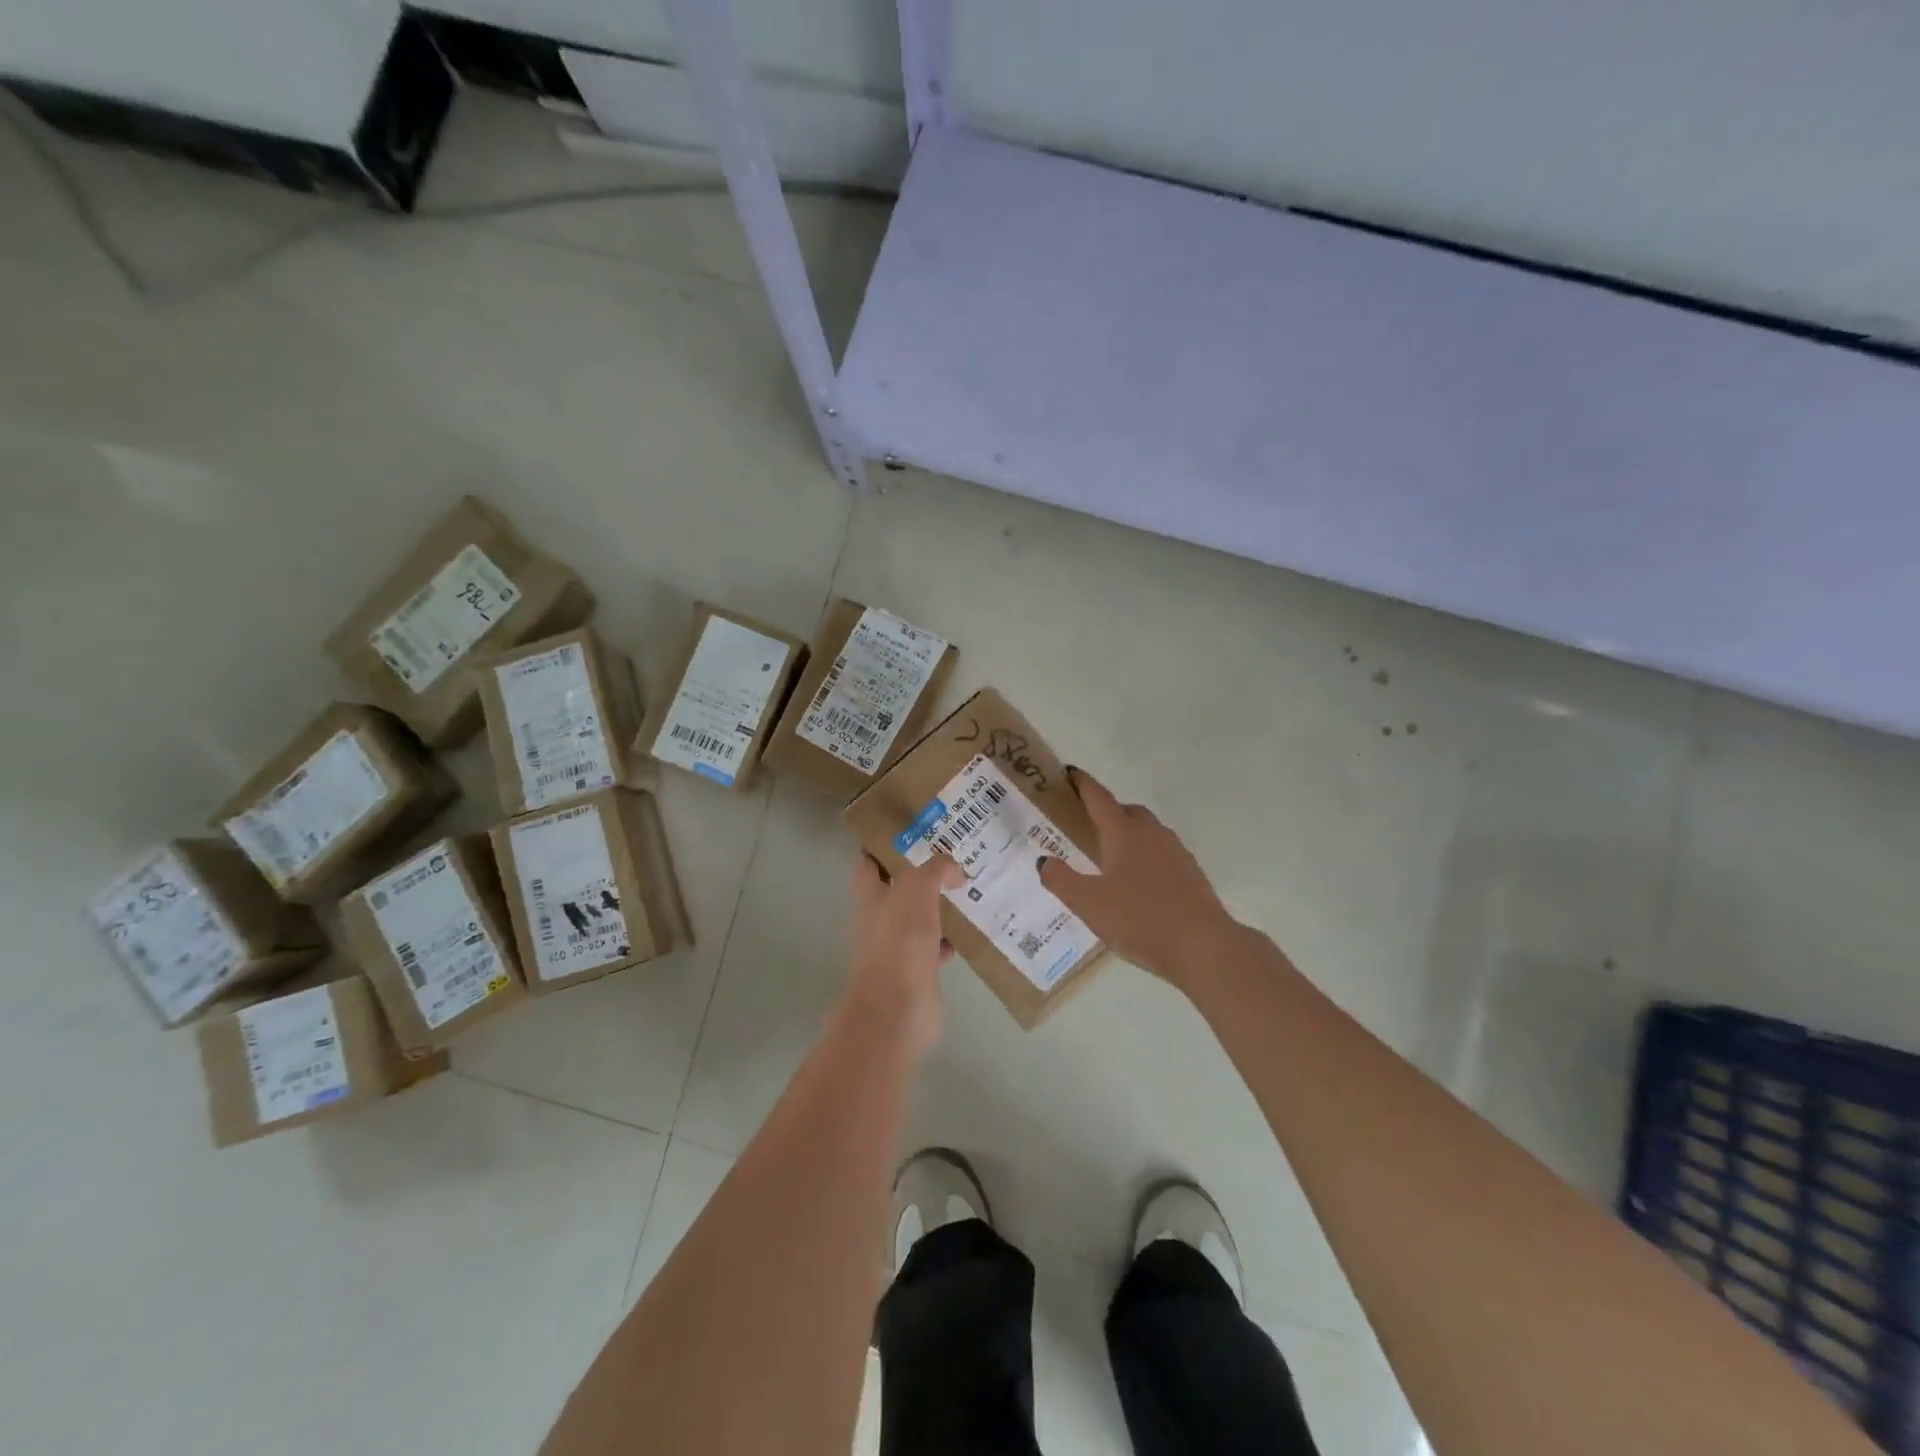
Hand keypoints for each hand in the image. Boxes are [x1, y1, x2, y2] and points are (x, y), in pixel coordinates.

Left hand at [844, 852, 963, 1052]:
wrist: (899, 1007)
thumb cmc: (900, 940)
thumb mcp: (918, 889)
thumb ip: (935, 870)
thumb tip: (953, 869)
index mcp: (869, 898)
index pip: (868, 864)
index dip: (881, 847)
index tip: (907, 833)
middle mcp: (877, 922)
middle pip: (895, 892)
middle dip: (918, 878)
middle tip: (948, 861)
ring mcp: (894, 950)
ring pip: (916, 921)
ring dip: (935, 910)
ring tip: (964, 892)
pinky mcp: (914, 974)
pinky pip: (932, 950)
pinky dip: (946, 942)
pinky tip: (966, 935)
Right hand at [1037, 769, 1239, 995]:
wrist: (1204, 947)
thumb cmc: (1140, 920)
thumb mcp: (1088, 904)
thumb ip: (1061, 880)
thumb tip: (1044, 860)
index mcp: (1123, 833)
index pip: (1099, 798)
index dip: (1082, 784)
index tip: (1070, 773)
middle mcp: (1152, 834)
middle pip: (1127, 811)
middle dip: (1107, 811)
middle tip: (1088, 824)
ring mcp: (1176, 852)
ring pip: (1148, 831)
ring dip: (1129, 834)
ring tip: (1112, 856)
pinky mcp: (1192, 873)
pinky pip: (1162, 853)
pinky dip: (1147, 856)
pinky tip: (1140, 883)